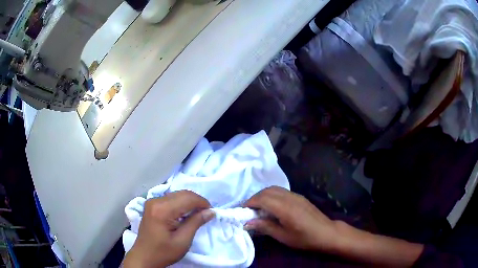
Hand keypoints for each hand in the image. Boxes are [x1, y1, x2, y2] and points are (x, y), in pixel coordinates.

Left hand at [123, 190, 214, 267]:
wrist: (144, 257)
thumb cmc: (164, 252)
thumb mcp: (183, 241)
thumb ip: (196, 223)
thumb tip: (211, 211)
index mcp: (162, 210)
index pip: (187, 198)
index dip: (202, 202)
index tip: (212, 212)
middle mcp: (155, 201)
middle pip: (182, 193)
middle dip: (197, 201)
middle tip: (206, 213)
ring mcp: (152, 202)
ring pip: (177, 194)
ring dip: (189, 202)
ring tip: (197, 214)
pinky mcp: (151, 205)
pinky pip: (170, 199)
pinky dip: (181, 203)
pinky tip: (185, 214)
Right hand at [244, 186, 338, 252]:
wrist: (327, 233)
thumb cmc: (305, 238)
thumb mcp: (283, 236)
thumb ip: (265, 227)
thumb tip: (246, 223)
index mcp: (285, 208)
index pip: (262, 198)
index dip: (250, 202)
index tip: (242, 210)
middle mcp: (290, 197)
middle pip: (267, 191)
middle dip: (255, 197)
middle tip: (248, 210)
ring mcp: (296, 195)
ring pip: (274, 189)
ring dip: (263, 195)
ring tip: (258, 208)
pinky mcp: (300, 197)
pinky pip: (281, 191)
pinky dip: (272, 195)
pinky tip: (271, 206)